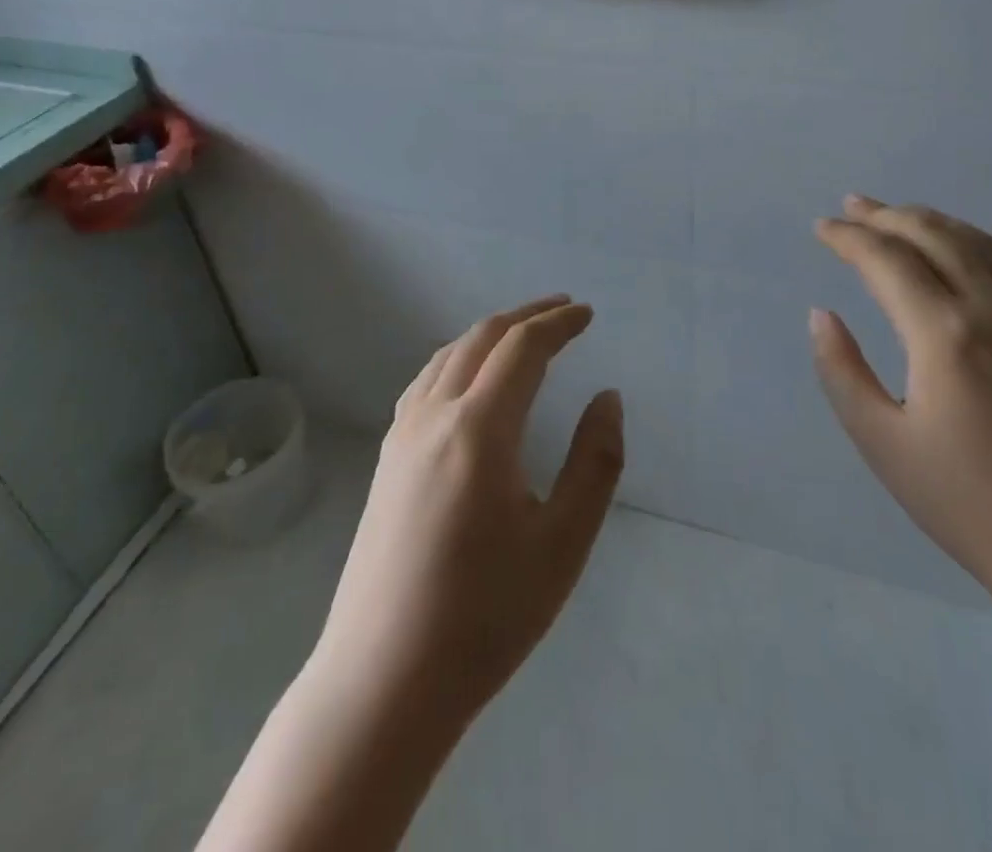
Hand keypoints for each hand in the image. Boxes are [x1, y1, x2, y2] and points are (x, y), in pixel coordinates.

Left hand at [312, 295, 625, 728]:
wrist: (383, 679)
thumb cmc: (484, 616)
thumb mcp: (563, 544)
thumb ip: (595, 462)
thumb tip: (608, 398)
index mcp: (479, 428)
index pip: (522, 347)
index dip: (558, 323)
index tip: (588, 314)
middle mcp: (435, 415)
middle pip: (482, 338)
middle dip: (526, 316)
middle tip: (564, 311)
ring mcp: (402, 435)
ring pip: (448, 355)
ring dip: (490, 333)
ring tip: (523, 336)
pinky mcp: (386, 459)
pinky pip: (426, 381)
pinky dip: (458, 358)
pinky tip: (469, 380)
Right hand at [810, 198, 991, 613]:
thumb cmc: (969, 506)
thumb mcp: (883, 442)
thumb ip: (842, 370)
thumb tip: (821, 315)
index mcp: (946, 334)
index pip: (887, 261)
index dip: (849, 238)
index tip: (820, 228)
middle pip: (936, 237)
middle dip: (888, 216)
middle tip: (852, 207)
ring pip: (980, 246)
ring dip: (933, 222)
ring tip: (899, 215)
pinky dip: (978, 245)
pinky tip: (965, 253)